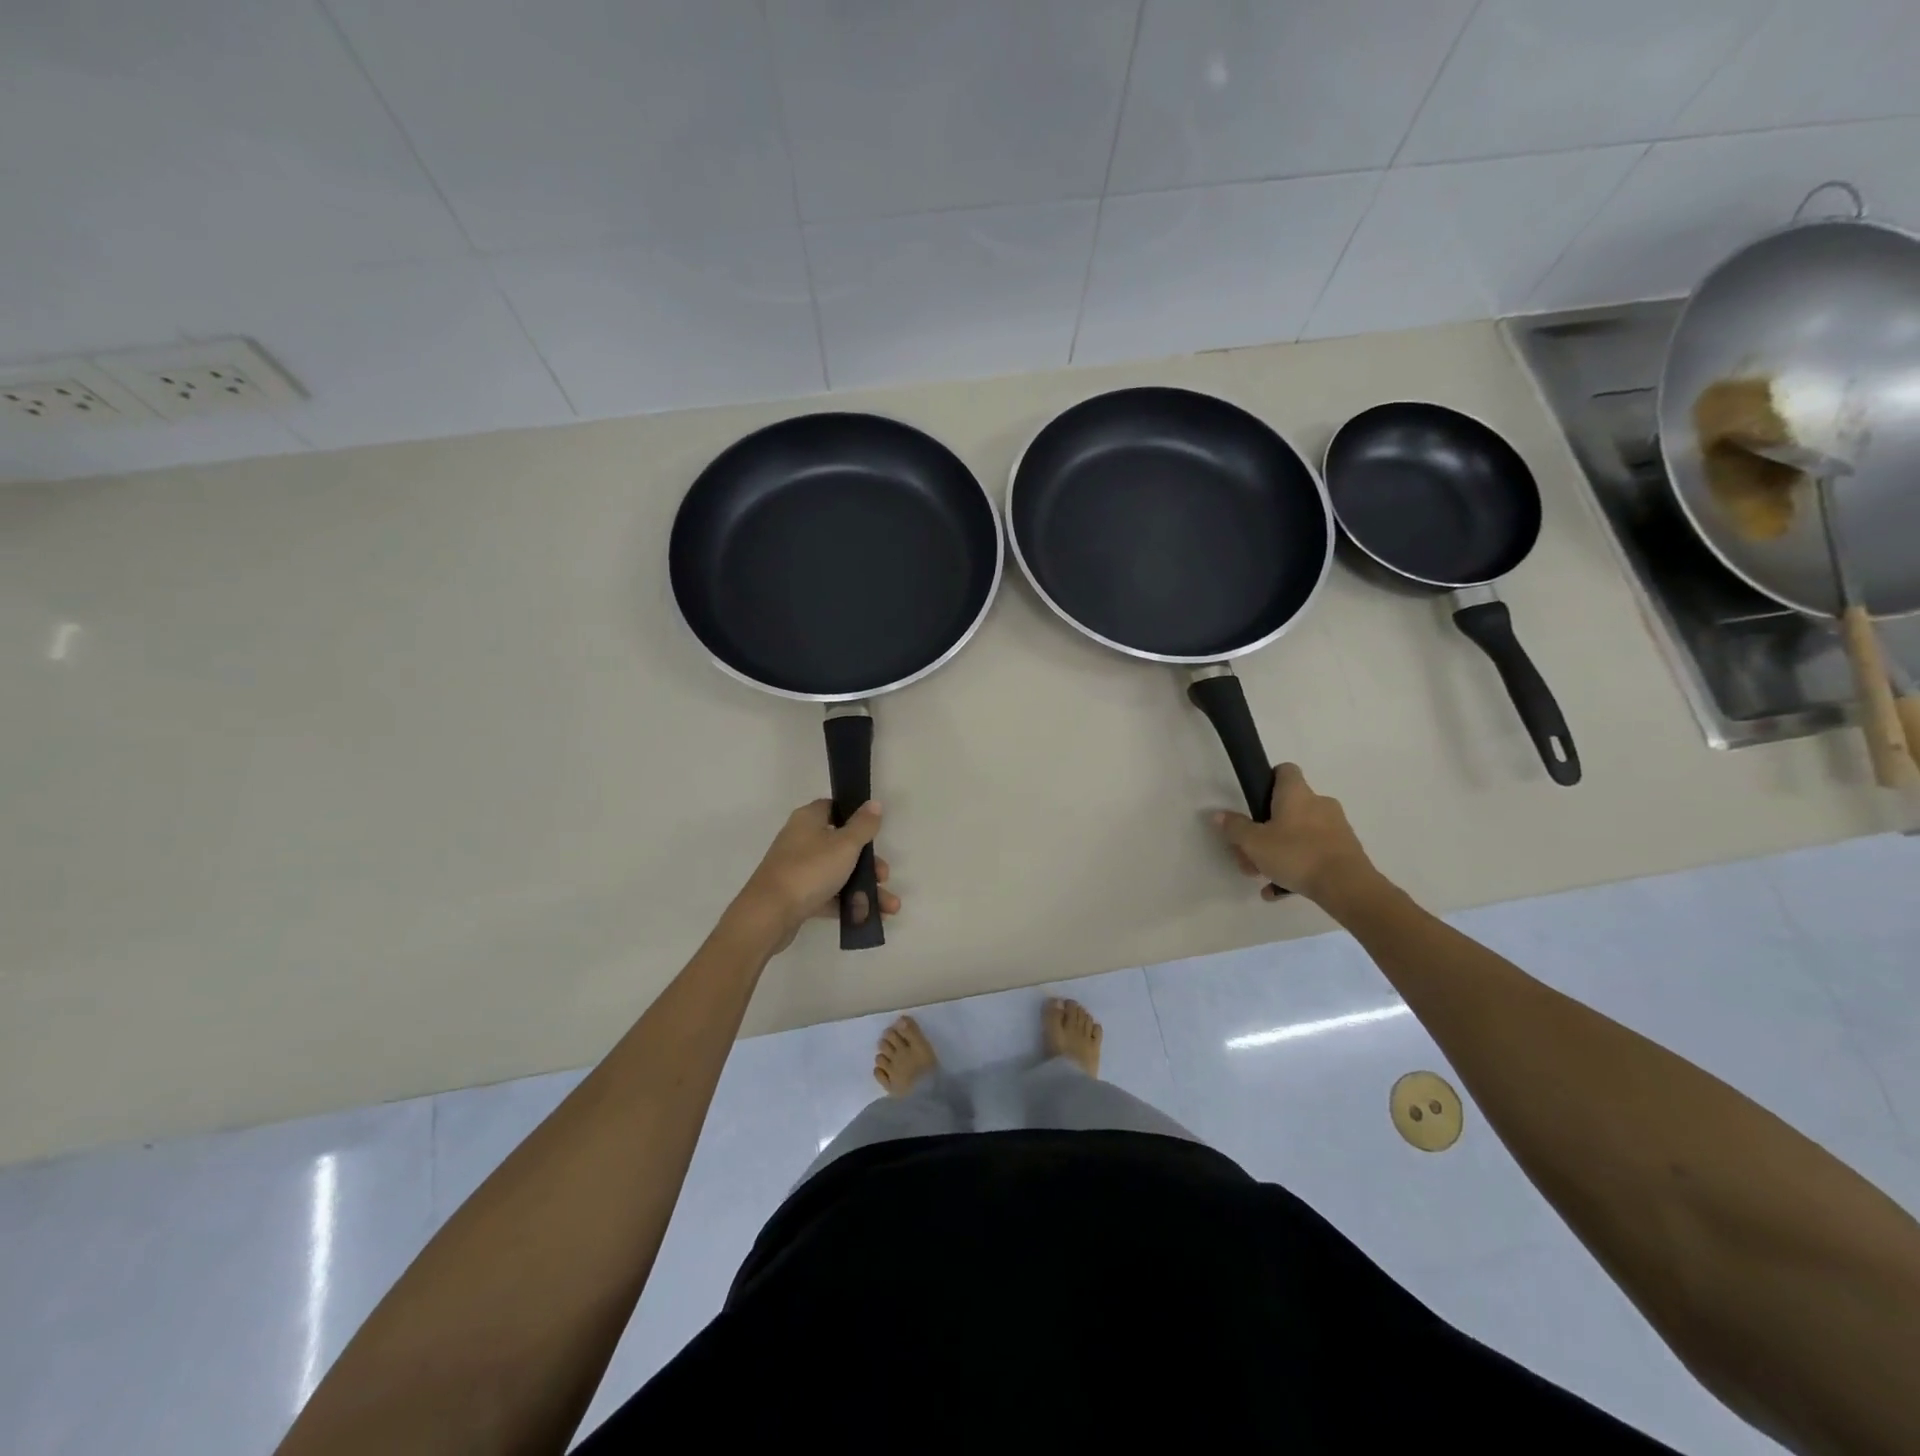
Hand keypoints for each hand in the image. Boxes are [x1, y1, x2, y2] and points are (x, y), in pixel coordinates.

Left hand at [731, 799, 899, 951]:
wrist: (769, 915)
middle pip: (841, 845)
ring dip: (864, 888)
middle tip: (883, 876)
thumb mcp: (845, 844)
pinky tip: (870, 917)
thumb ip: (863, 825)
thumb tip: (874, 803)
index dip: (856, 817)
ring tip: (890, 907)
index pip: (834, 808)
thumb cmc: (810, 870)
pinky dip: (848, 904)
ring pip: (838, 873)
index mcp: (809, 819)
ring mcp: (798, 869)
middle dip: (868, 863)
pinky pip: (829, 895)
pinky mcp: (797, 895)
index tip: (875, 832)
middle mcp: (801, 840)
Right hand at [1212, 762, 1378, 906]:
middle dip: (1265, 830)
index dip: (1268, 780)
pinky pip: (1313, 853)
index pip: (1284, 770)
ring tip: (1264, 877)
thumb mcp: (1254, 843)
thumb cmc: (1296, 854)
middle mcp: (1319, 803)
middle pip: (1286, 808)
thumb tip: (1219, 815)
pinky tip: (1280, 889)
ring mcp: (1335, 827)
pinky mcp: (1345, 850)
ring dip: (1279, 852)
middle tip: (1250, 853)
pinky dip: (1297, 867)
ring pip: (1299, 834)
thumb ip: (1235, 828)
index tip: (1255, 801)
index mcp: (1296, 793)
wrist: (1347, 886)